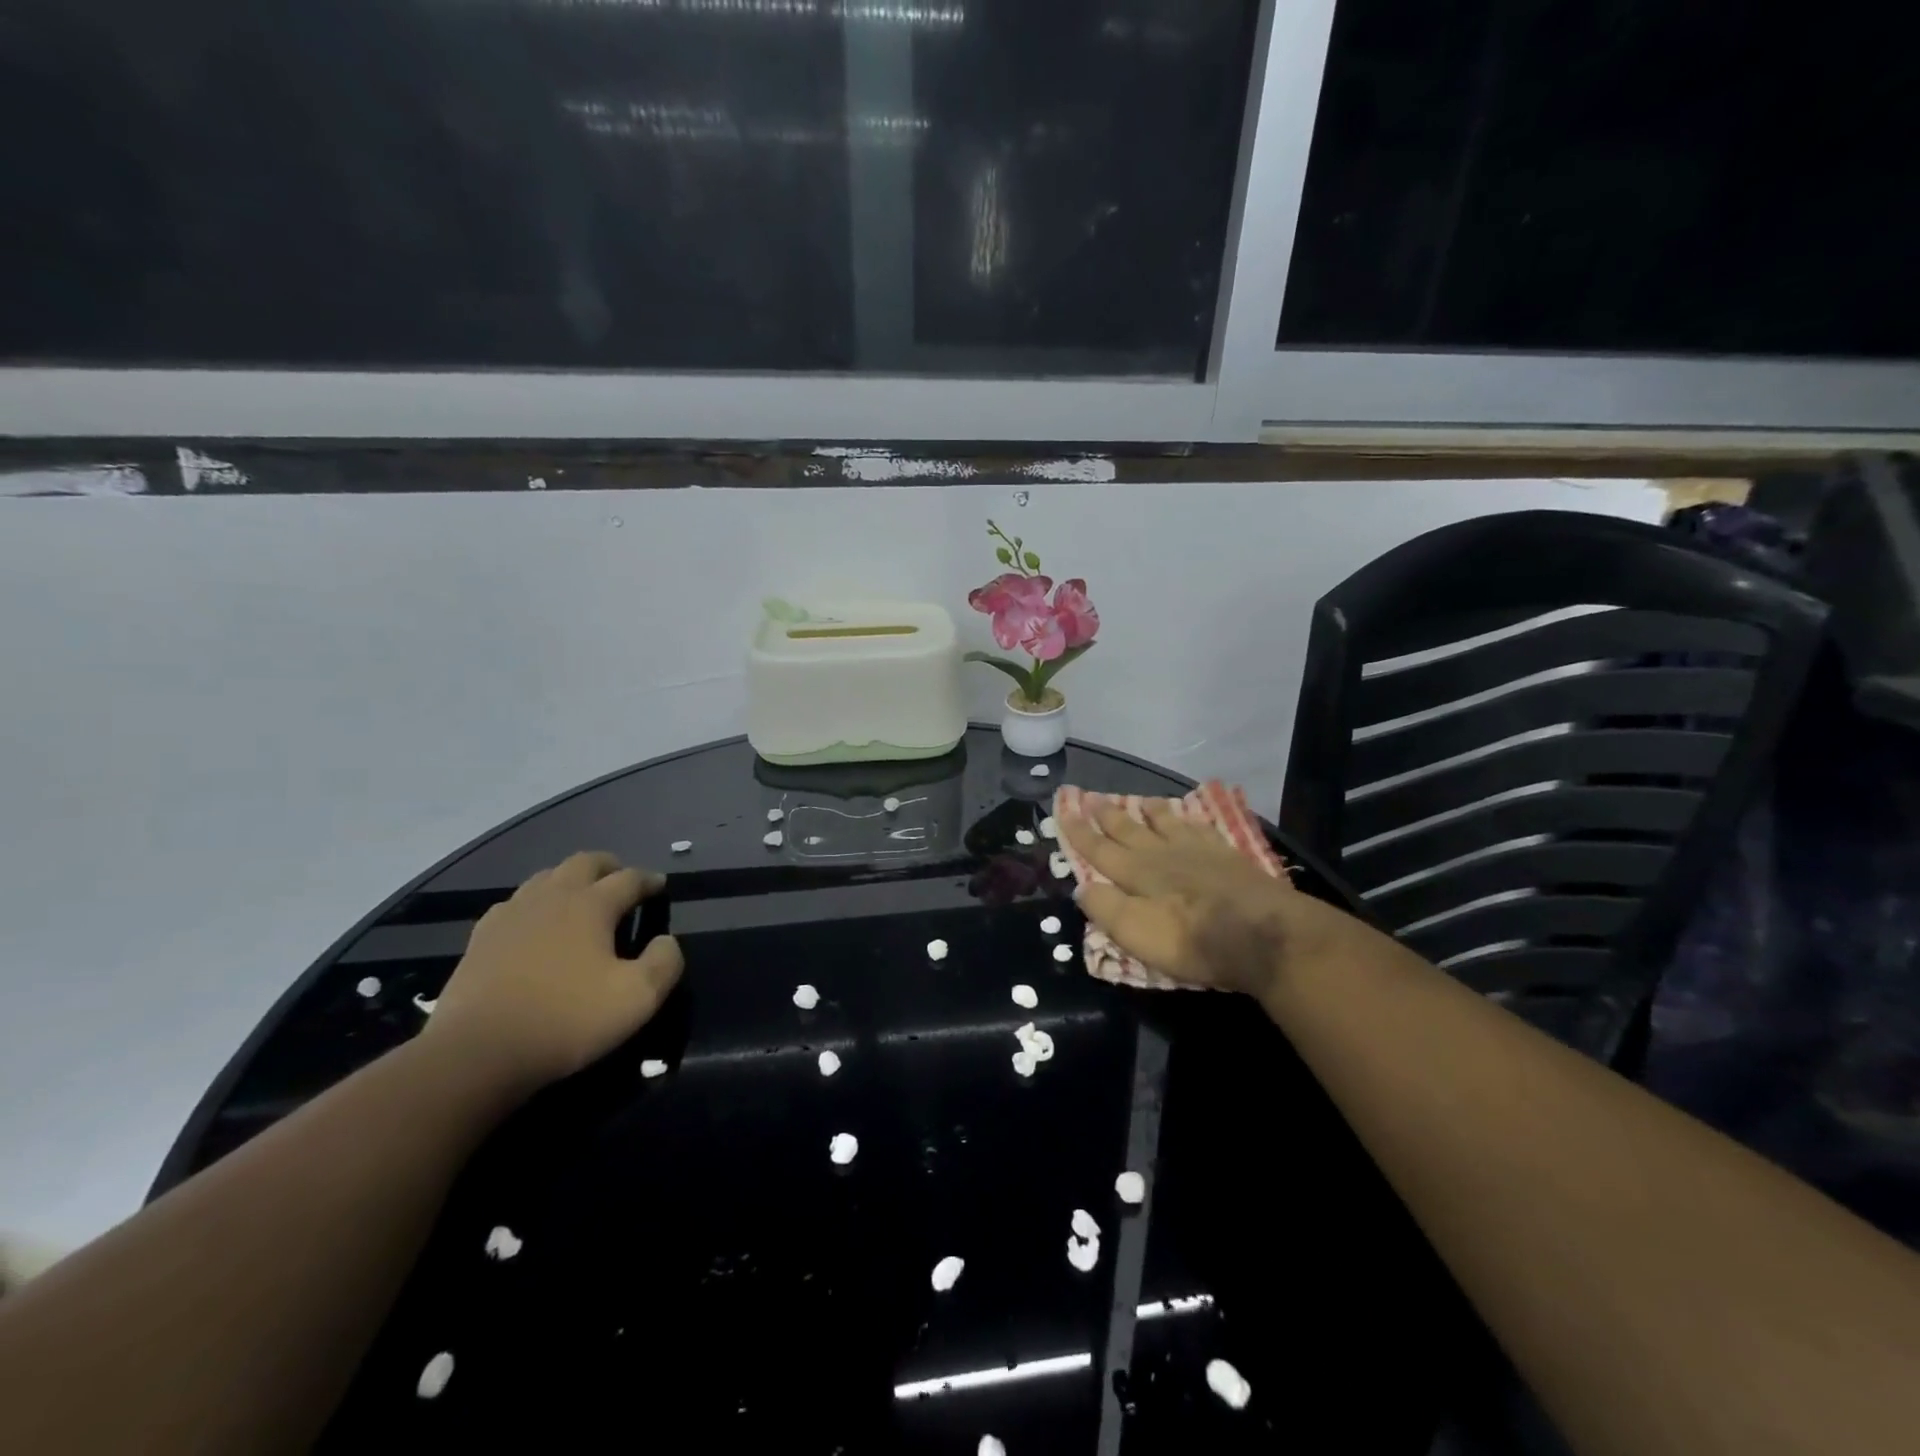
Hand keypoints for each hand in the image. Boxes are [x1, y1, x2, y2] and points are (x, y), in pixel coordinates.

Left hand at [423, 851, 682, 1090]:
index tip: (660, 886)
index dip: (649, 880)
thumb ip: (664, 963)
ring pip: (546, 877)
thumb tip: (666, 941)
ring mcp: (511, 915)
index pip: (629, 879)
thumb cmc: (566, 1020)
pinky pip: (513, 905)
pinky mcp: (480, 939)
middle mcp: (552, 897)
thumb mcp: (637, 998)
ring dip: (569, 880)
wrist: (475, 1054)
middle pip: (584, 863)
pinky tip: (533, 924)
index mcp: (591, 905)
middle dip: (608, 866)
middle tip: (621, 880)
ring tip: (580, 898)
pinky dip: (533, 904)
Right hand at [1057, 801, 1347, 1001]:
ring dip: (1150, 812)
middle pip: (1130, 830)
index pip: (1099, 850)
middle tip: (1091, 796)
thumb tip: (1081, 886)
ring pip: (1167, 824)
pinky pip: (1202, 830)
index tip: (1063, 811)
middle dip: (1108, 816)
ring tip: (1141, 801)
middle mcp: (1162, 855)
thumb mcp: (1136, 932)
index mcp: (1136, 873)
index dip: (1079, 832)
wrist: (1262, 933)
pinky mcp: (1228, 857)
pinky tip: (1193, 818)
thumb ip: (1106, 908)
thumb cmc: (1191, 940)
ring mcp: (1198, 852)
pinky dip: (1191, 821)